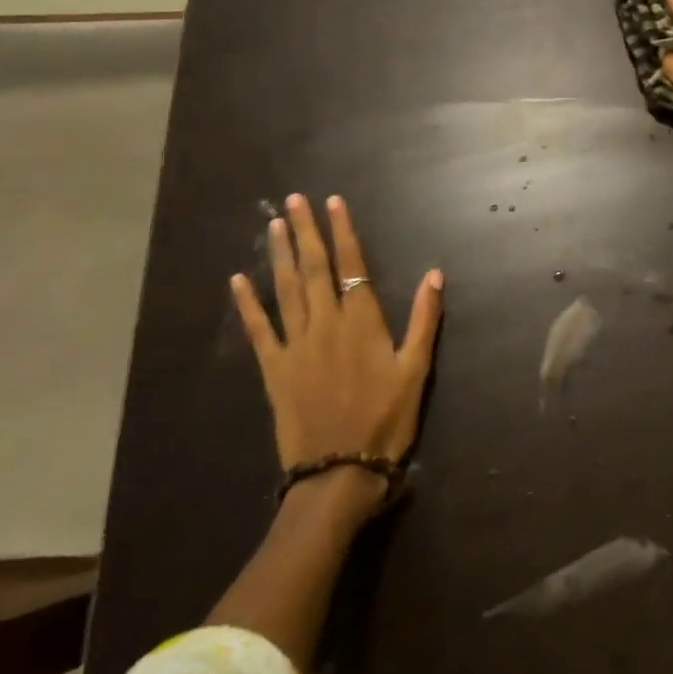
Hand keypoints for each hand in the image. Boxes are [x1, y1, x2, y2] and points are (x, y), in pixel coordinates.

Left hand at [230, 194, 443, 517]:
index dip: (343, 231)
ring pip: (285, 289)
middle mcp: (326, 324)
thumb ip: (424, 320)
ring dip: (278, 255)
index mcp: (362, 322)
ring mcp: (296, 345)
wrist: (340, 473)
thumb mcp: (416, 370)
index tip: (333, 203)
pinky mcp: (274, 369)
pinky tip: (237, 280)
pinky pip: (258, 330)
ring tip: (273, 224)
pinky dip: (247, 304)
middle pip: (313, 268)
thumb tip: (434, 274)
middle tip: (293, 200)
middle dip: (304, 231)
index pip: (352, 265)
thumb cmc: (386, 421)